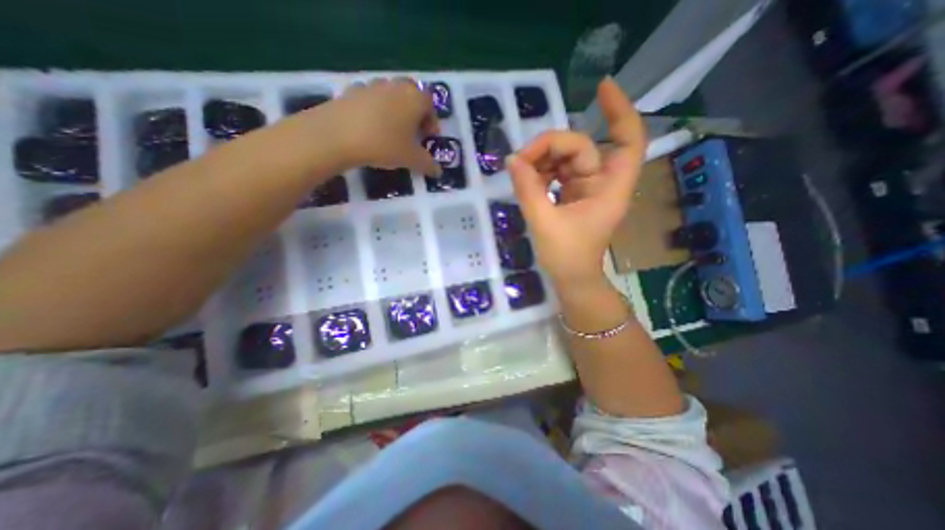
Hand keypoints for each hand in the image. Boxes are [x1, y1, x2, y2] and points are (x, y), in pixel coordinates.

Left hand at [329, 77, 443, 175]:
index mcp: (415, 98)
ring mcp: (372, 85)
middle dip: (415, 113)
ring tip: (392, 131)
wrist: (338, 135)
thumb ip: (428, 165)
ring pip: (391, 95)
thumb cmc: (385, 144)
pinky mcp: (352, 90)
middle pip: (412, 95)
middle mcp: (396, 86)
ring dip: (396, 110)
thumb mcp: (412, 159)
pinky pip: (371, 99)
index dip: (432, 122)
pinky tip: (370, 127)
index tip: (429, 137)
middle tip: (413, 133)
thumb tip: (438, 172)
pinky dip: (375, 110)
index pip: (430, 105)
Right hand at [506, 77, 646, 287]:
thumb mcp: (544, 222)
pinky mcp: (573, 195)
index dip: (619, 111)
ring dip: (542, 160)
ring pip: (567, 159)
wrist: (571, 279)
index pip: (628, 140)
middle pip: (582, 147)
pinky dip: (541, 173)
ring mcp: (587, 188)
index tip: (600, 89)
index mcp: (609, 189)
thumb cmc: (566, 257)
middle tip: (520, 159)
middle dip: (551, 147)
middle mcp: (602, 183)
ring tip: (519, 172)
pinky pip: (558, 173)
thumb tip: (512, 160)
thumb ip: (528, 189)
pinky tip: (526, 179)